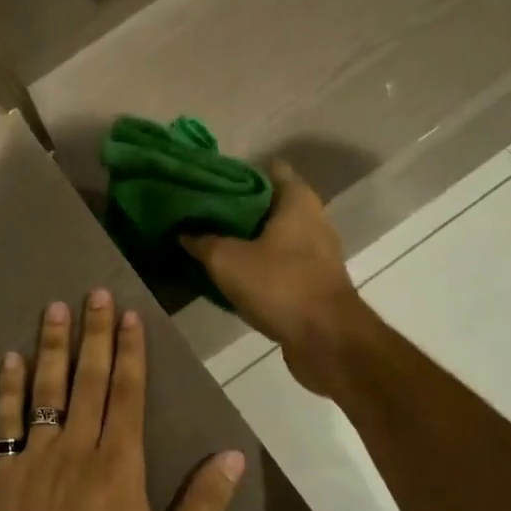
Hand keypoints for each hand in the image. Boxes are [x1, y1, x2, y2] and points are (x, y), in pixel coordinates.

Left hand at [0, 290, 245, 510]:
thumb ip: (201, 509)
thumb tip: (230, 457)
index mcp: (119, 466)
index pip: (127, 393)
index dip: (130, 351)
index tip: (129, 315)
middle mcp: (77, 448)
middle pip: (89, 378)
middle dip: (94, 333)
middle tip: (95, 293)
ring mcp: (35, 457)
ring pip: (46, 388)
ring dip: (51, 346)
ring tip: (54, 309)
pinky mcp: (2, 473)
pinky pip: (4, 420)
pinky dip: (7, 388)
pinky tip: (9, 359)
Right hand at [181, 161, 373, 396]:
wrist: (327, 341)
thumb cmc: (280, 285)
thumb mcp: (227, 260)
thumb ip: (202, 241)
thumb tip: (183, 232)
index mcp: (298, 201)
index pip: (269, 169)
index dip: (238, 172)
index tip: (210, 181)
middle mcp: (314, 220)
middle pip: (271, 203)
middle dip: (238, 207)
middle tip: (202, 212)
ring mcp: (318, 253)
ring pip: (275, 235)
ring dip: (248, 239)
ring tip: (211, 241)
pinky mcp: (315, 282)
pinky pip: (281, 263)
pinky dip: (260, 265)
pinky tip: (232, 273)